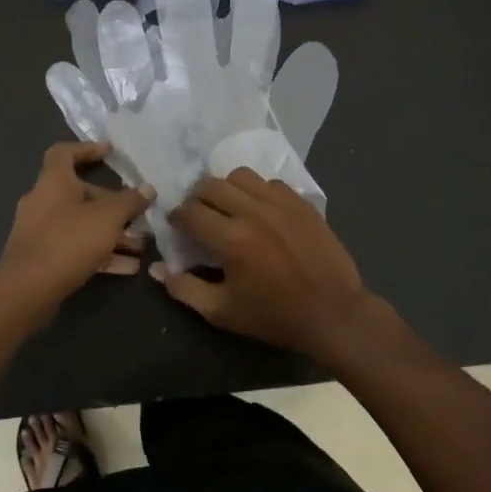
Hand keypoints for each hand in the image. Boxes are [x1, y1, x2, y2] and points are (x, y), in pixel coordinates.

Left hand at [0, 142, 153, 323]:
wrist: (26, 291)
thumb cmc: (68, 241)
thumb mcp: (108, 218)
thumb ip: (130, 202)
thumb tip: (148, 189)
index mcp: (53, 182)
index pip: (65, 152)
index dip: (87, 149)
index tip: (111, 153)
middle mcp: (43, 201)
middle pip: (81, 193)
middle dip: (113, 205)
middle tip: (139, 215)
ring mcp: (41, 231)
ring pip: (82, 225)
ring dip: (112, 233)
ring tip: (141, 246)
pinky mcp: (43, 258)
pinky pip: (76, 248)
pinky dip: (100, 253)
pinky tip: (128, 268)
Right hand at [152, 169, 376, 360]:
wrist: (333, 313)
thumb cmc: (274, 316)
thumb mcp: (222, 312)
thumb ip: (184, 289)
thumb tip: (157, 268)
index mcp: (230, 239)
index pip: (190, 211)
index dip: (177, 216)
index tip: (178, 226)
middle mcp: (253, 211)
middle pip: (211, 185)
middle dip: (198, 198)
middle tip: (200, 216)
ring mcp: (280, 202)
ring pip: (240, 175)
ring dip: (227, 188)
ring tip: (229, 207)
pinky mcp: (301, 202)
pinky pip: (269, 182)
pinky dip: (257, 191)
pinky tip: (260, 211)